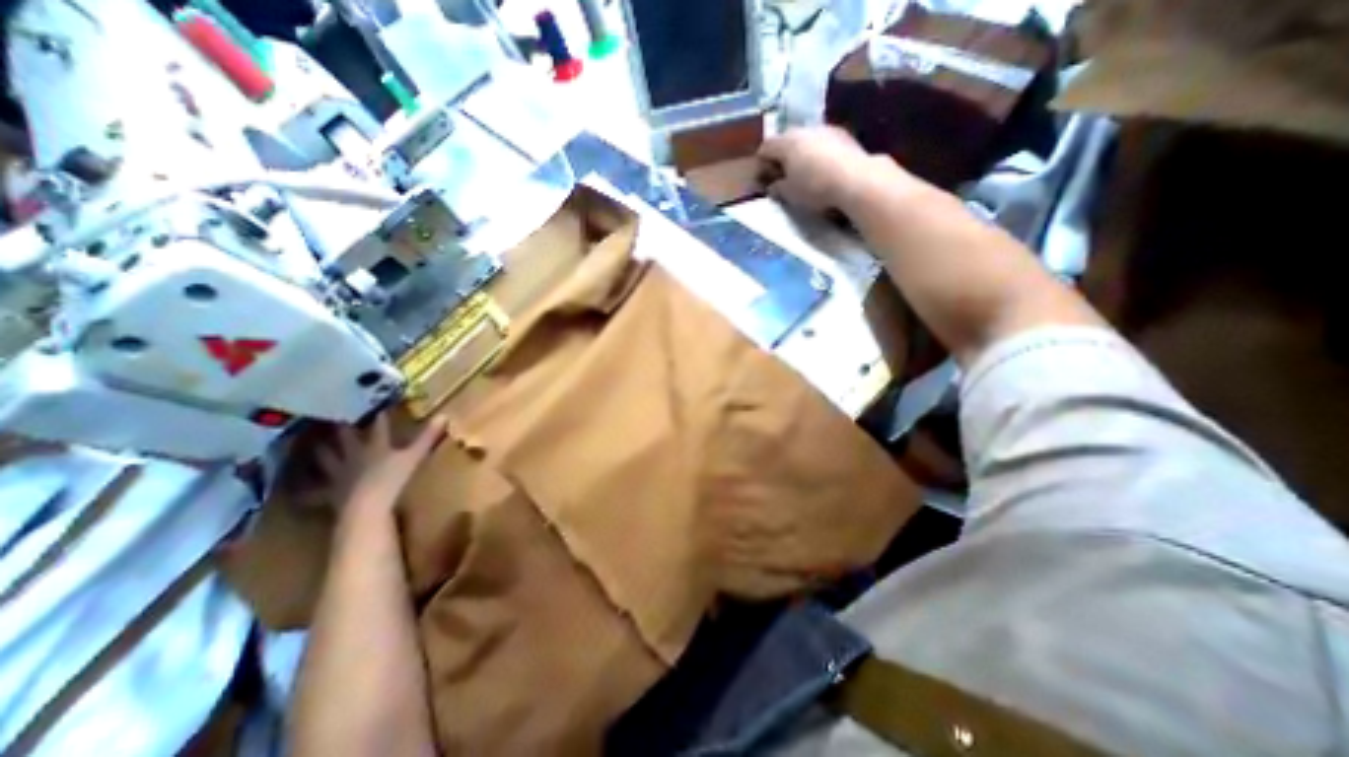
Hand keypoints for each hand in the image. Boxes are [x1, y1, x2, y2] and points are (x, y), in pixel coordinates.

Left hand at [317, 412, 444, 517]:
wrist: (365, 509)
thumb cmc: (393, 480)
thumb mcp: (415, 457)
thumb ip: (428, 437)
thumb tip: (444, 415)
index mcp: (376, 447)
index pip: (378, 428)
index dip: (379, 418)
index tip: (378, 405)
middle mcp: (353, 458)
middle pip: (345, 440)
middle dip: (342, 429)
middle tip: (332, 417)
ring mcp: (339, 476)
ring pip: (326, 460)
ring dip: (320, 452)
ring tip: (313, 444)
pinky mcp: (331, 496)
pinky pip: (315, 492)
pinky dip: (307, 490)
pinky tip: (299, 491)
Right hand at [756, 124, 887, 209]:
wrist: (856, 180)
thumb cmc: (815, 188)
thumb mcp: (790, 194)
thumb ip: (778, 188)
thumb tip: (773, 186)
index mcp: (787, 142)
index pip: (765, 147)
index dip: (761, 163)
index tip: (762, 178)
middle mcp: (804, 130)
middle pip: (786, 140)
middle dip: (782, 156)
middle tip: (782, 175)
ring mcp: (826, 129)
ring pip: (806, 139)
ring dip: (801, 154)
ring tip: (803, 173)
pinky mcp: (844, 135)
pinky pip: (823, 143)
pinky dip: (818, 154)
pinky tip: (822, 169)